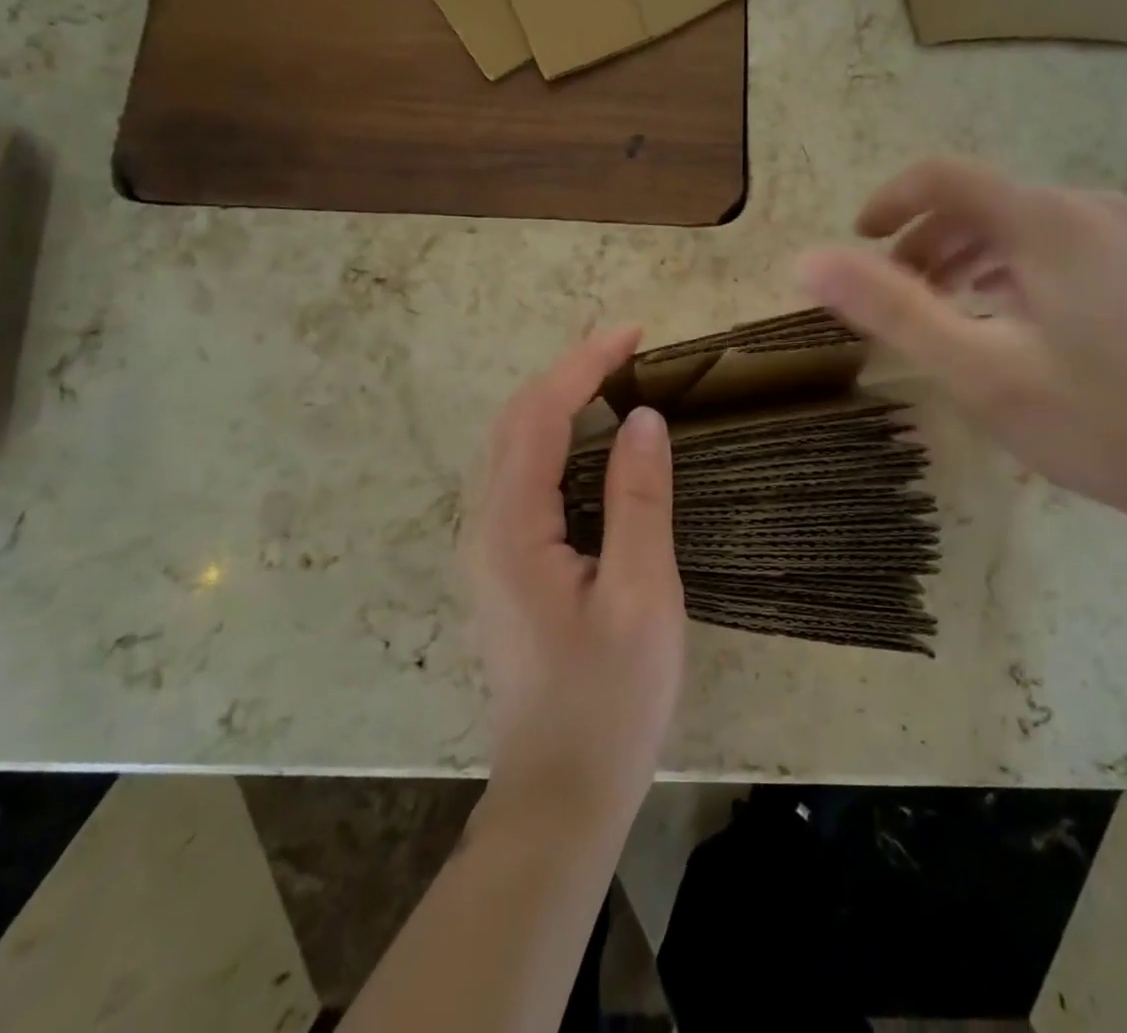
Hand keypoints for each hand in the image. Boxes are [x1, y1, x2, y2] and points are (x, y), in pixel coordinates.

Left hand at [461, 328, 684, 839]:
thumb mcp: (640, 596)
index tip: (633, 333)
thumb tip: (642, 419)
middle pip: (515, 422)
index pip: (541, 416)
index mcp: (511, 527)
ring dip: (558, 402)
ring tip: (614, 380)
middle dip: (568, 373)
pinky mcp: (502, 564)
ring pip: (513, 447)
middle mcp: (484, 526)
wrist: (561, 792)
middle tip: (629, 352)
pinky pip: (522, 477)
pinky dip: (555, 439)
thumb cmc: (609, 699)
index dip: (584, 365)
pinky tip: (592, 443)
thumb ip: (639, 501)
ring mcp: (487, 547)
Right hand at [796, 158, 1126, 527]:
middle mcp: (1089, 210)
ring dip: (963, 255)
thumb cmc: (1094, 418)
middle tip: (893, 294)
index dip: (890, 200)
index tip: (857, 241)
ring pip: (1018, 224)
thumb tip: (808, 262)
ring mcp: (1126, 237)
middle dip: (923, 240)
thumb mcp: (975, 369)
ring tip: (939, 308)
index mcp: (1047, 220)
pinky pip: (1054, 246)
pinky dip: (1007, 268)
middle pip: (981, 201)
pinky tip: (1001, 315)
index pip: (946, 176)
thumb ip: (890, 309)